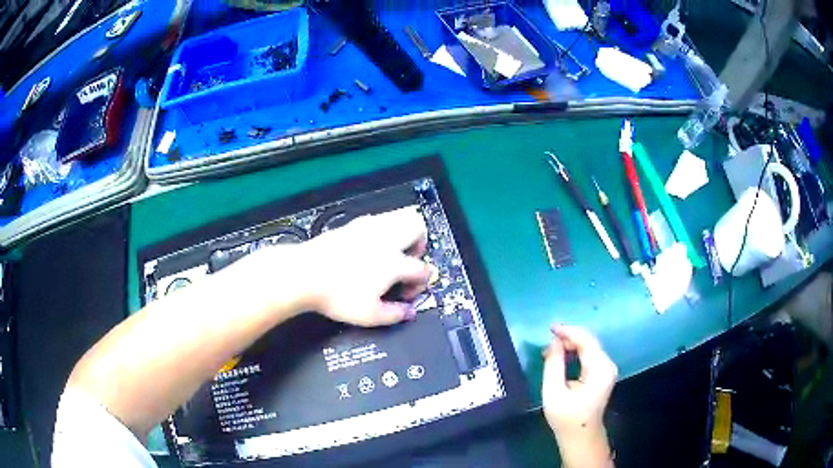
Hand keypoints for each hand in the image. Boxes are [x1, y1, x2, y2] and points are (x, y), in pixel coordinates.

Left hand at [297, 206, 430, 326]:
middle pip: (418, 227)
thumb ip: (395, 314)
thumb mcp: (369, 315)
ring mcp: (368, 228)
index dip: (420, 283)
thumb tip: (408, 312)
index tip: (407, 294)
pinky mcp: (352, 225)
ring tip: (394, 250)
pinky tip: (371, 246)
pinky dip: (384, 229)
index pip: (422, 268)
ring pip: (400, 215)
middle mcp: (385, 239)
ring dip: (404, 232)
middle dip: (421, 244)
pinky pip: (379, 219)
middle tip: (409, 261)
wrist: (304, 274)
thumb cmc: (337, 296)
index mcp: (394, 262)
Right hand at [542, 325, 616, 466]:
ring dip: (570, 345)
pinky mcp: (602, 373)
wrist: (581, 436)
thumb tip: (554, 342)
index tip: (550, 328)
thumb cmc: (566, 418)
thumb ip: (554, 364)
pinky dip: (575, 352)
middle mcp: (607, 365)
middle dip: (568, 338)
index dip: (568, 331)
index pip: (586, 341)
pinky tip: (561, 357)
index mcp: (599, 369)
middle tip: (546, 343)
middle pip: (589, 342)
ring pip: (589, 347)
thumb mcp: (554, 392)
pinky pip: (589, 355)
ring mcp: (607, 369)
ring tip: (550, 351)